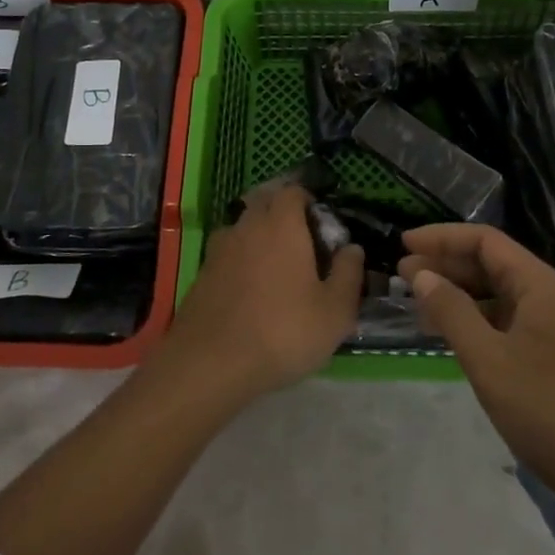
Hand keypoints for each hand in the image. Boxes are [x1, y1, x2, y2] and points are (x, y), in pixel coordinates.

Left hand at [171, 183, 363, 397]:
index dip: (309, 202)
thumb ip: (349, 274)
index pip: (293, 191)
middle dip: (284, 214)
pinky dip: (241, 261)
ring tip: (277, 269)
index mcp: (281, 224)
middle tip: (303, 246)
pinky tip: (251, 291)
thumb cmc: (282, 331)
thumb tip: (352, 248)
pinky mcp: (202, 273)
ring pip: (244, 227)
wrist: (210, 363)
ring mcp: (220, 248)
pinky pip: (228, 253)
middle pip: (265, 203)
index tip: (323, 227)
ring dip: (260, 237)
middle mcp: (247, 225)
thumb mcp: (334, 311)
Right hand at [400, 224, 554, 533]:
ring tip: (420, 307)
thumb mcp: (490, 362)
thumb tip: (422, 275)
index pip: (485, 241)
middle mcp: (553, 297)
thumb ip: (453, 313)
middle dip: (446, 266)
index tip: (403, 246)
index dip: (441, 238)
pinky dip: (480, 322)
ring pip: (502, 296)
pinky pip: (513, 324)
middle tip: (402, 277)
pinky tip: (458, 339)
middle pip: (493, 264)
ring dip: (461, 296)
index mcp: (541, 286)